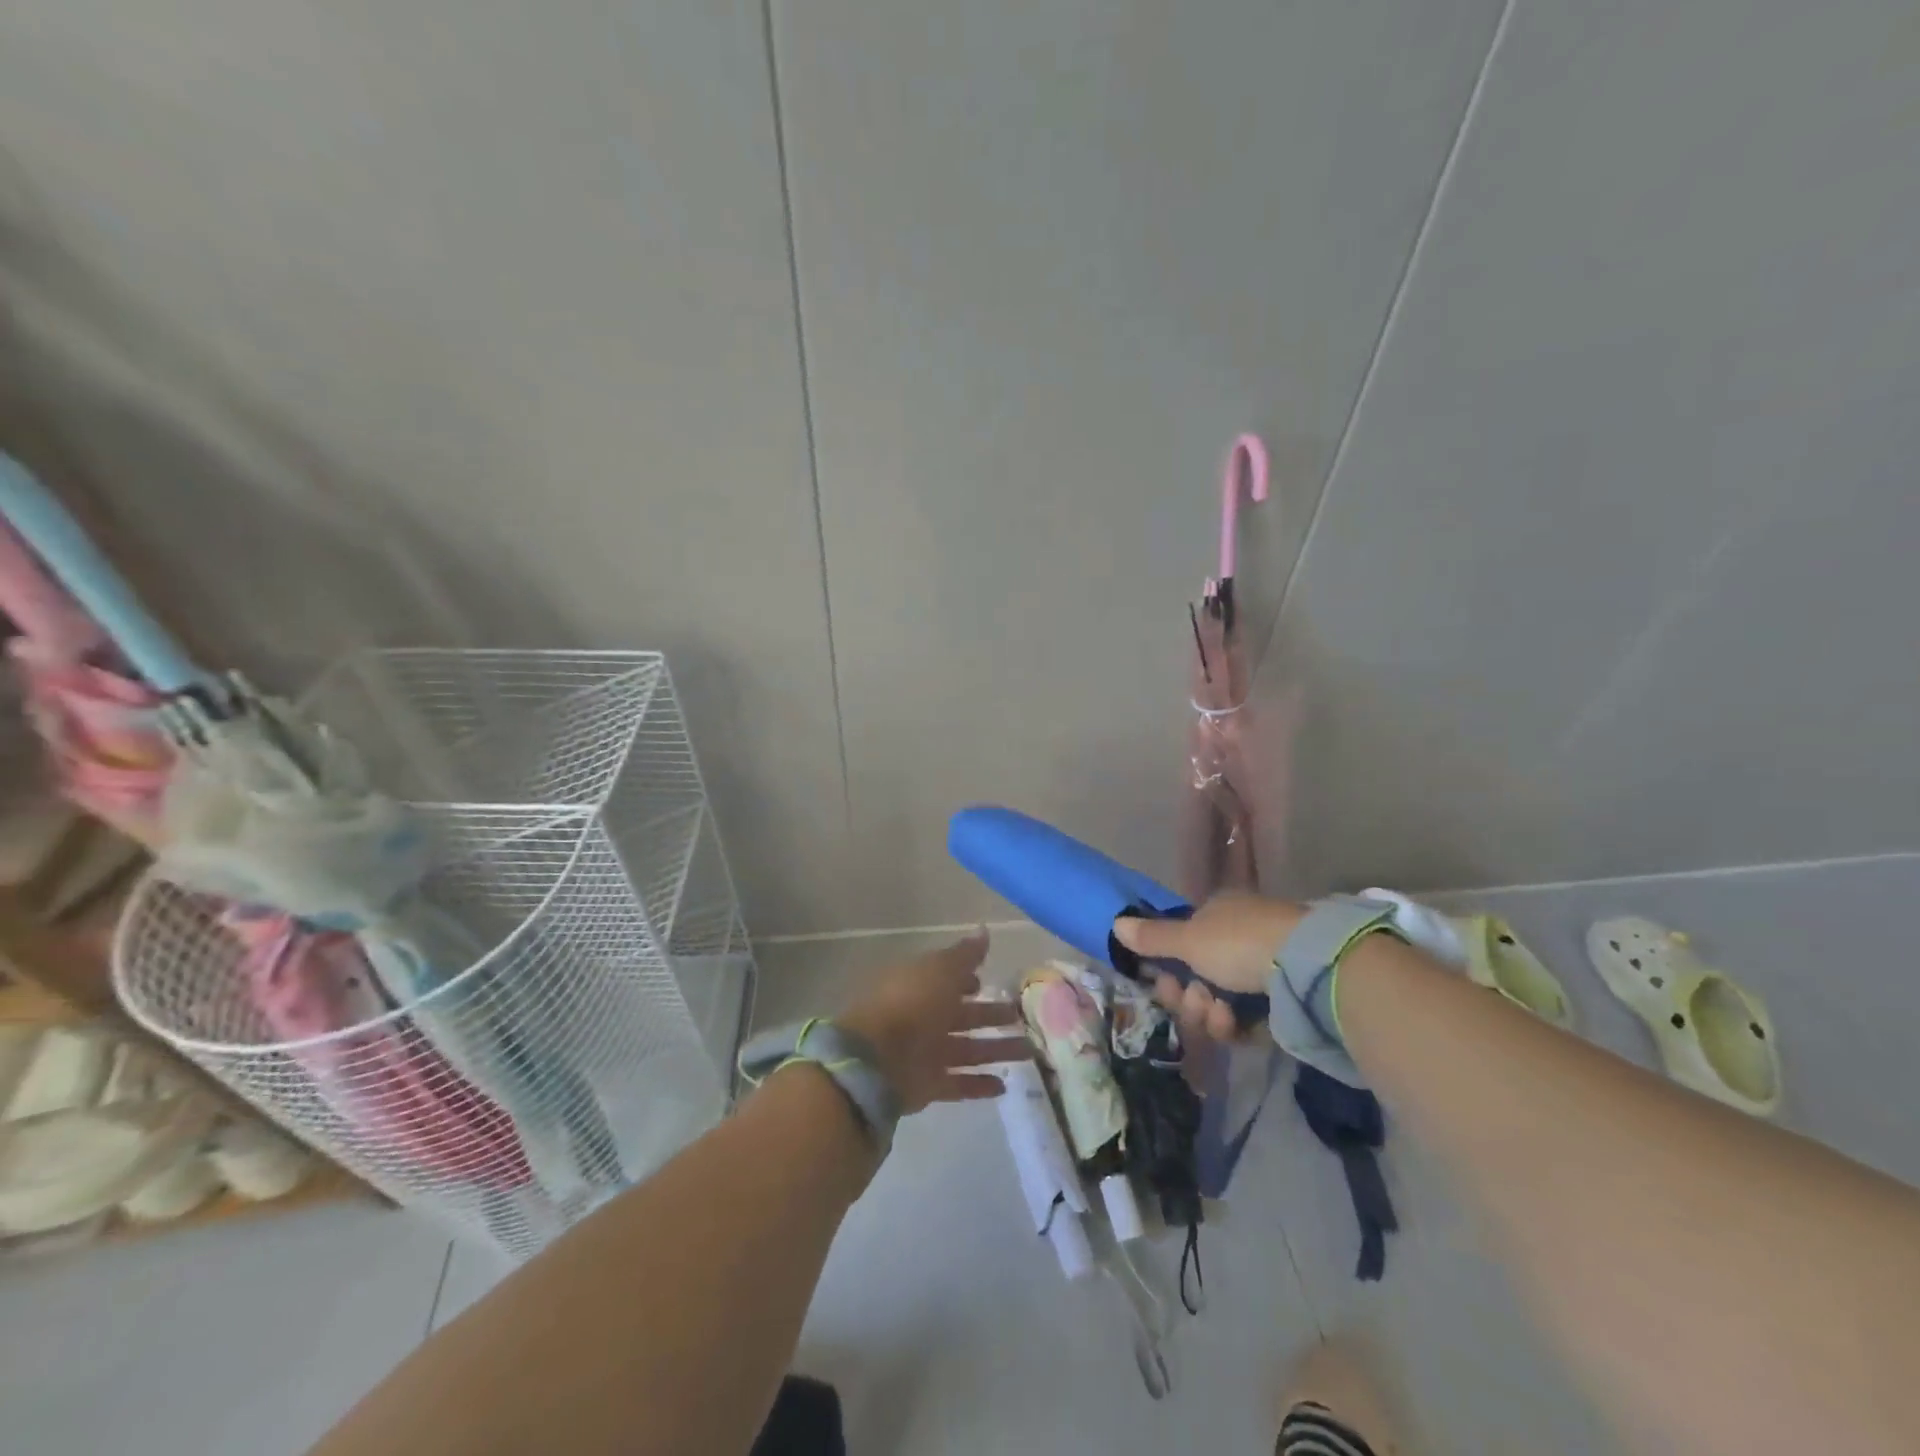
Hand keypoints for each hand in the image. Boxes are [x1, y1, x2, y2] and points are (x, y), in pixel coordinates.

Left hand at [836, 930, 1032, 1114]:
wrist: (877, 1059)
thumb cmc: (912, 1003)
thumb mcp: (941, 969)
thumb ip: (965, 955)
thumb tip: (984, 930)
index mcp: (921, 985)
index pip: (947, 980)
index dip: (968, 981)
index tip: (988, 984)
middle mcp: (923, 1017)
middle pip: (963, 1016)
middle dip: (990, 1016)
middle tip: (1020, 1017)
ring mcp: (925, 1052)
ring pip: (968, 1049)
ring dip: (996, 1050)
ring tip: (1028, 1052)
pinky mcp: (928, 1084)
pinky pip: (959, 1083)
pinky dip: (979, 1085)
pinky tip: (1004, 1086)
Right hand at [1112, 893, 1303, 1044]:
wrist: (1308, 968)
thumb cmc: (1239, 943)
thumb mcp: (1188, 939)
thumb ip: (1152, 937)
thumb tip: (1115, 923)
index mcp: (1217, 914)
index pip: (1182, 942)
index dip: (1168, 967)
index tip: (1166, 982)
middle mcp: (1238, 937)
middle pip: (1197, 976)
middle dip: (1189, 997)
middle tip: (1195, 1001)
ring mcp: (1262, 969)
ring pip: (1219, 1001)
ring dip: (1211, 1014)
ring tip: (1223, 1016)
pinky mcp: (1283, 1000)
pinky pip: (1247, 1017)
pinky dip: (1238, 1025)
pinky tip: (1241, 1026)